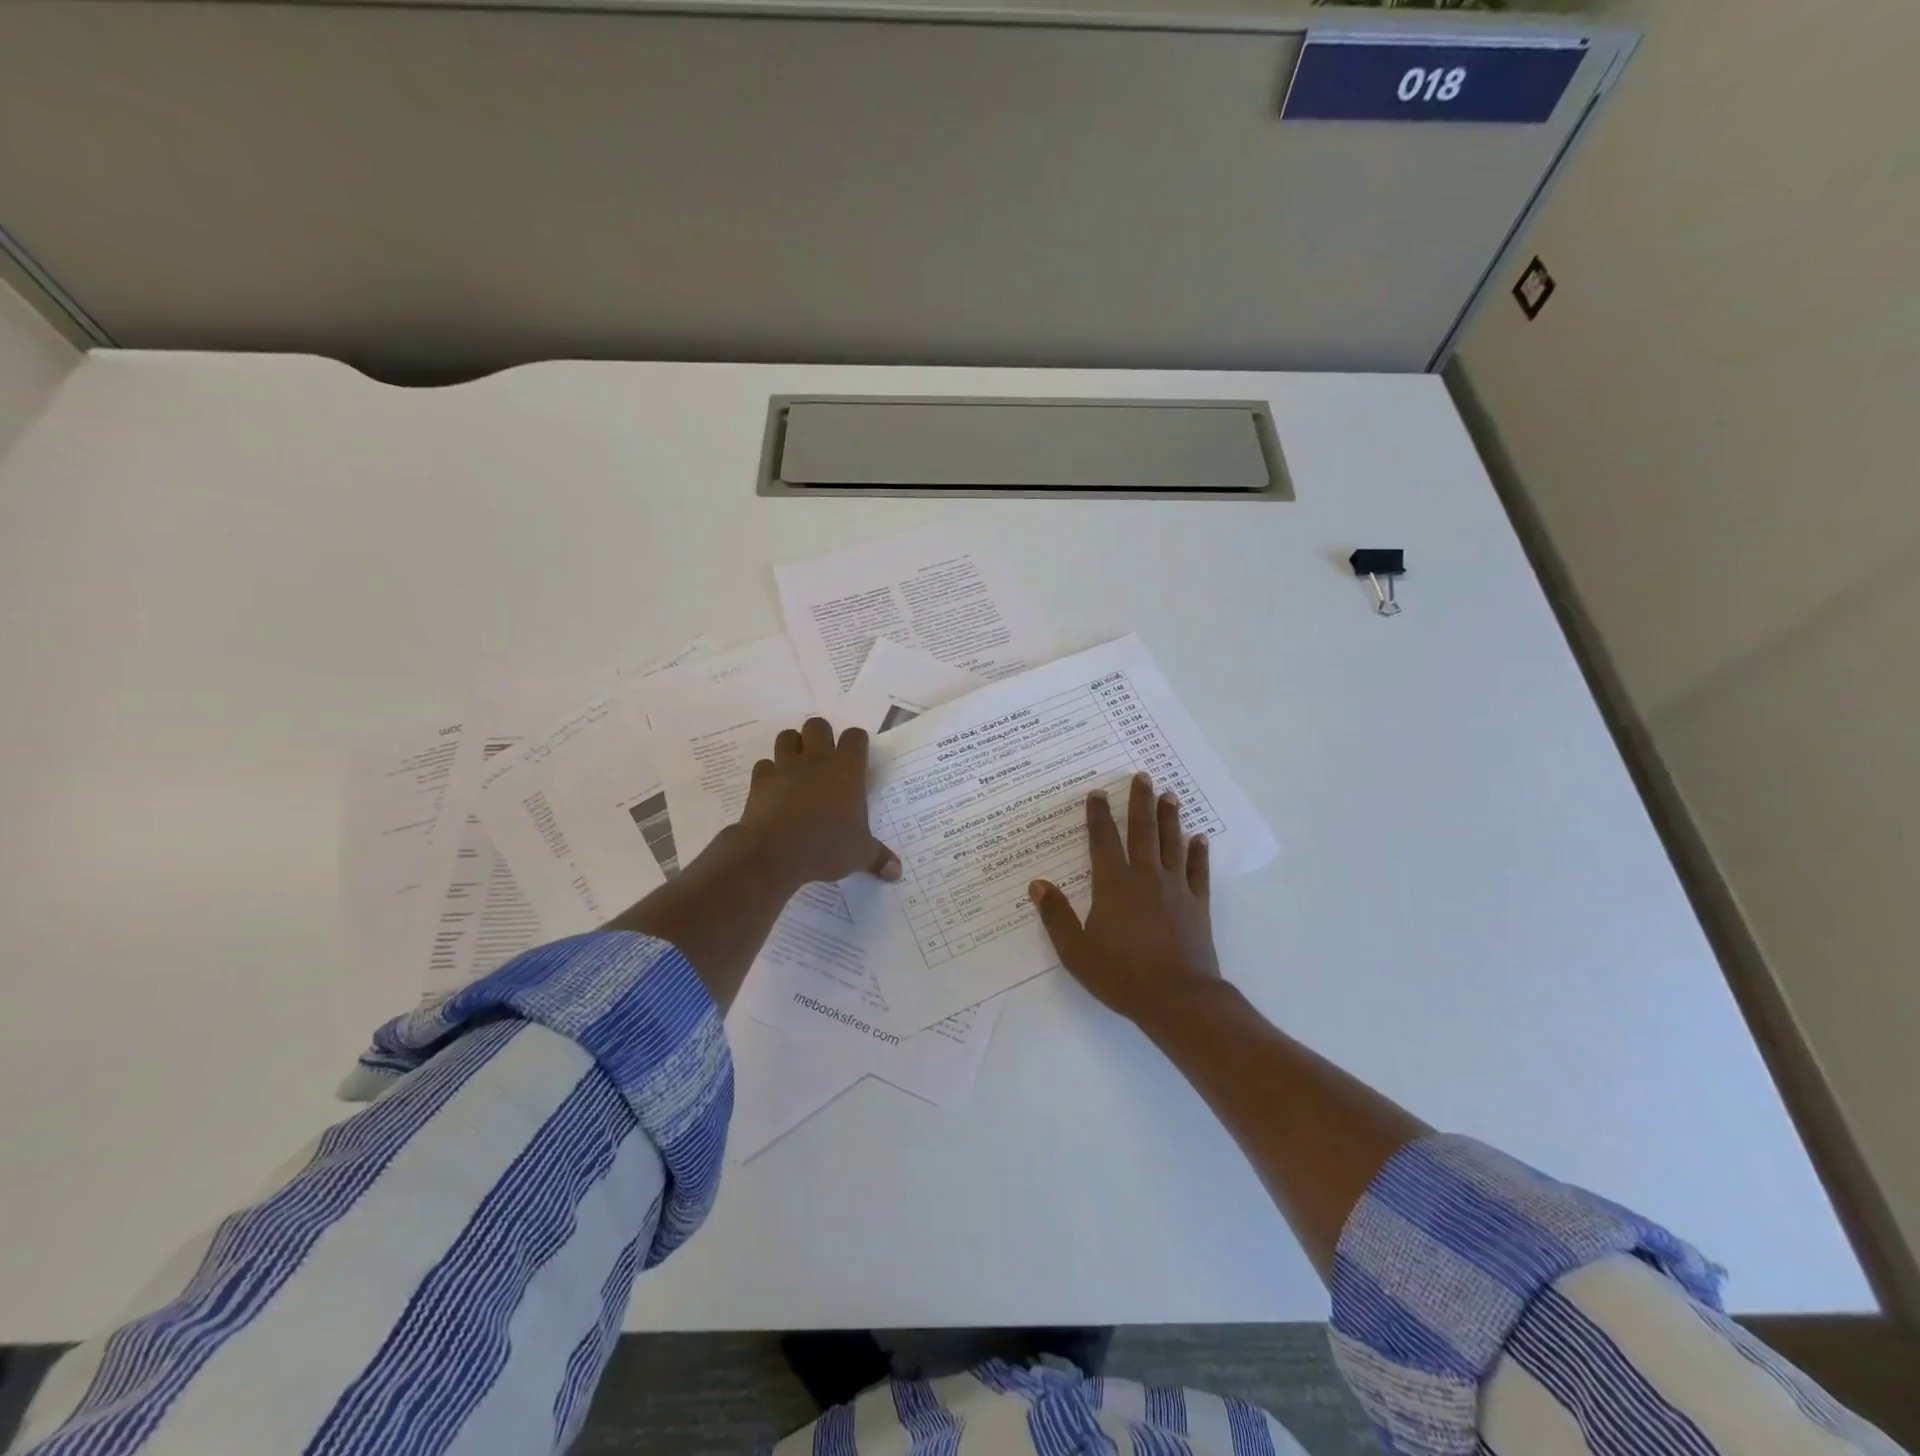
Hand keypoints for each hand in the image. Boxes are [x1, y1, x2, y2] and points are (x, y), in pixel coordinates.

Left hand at [735, 717, 900, 887]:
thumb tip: (897, 872)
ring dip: (793, 747)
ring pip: (787, 737)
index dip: (856, 743)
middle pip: (818, 725)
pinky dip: (769, 773)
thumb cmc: (826, 846)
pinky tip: (775, 789)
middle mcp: (816, 760)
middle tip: (825, 760)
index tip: (857, 759)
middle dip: (821, 737)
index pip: (855, 737)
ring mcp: (785, 767)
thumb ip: (878, 858)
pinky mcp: (760, 781)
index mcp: (846, 770)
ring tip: (798, 767)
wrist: (774, 852)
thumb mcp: (859, 854)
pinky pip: (764, 766)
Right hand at [1028, 772, 1218, 1026]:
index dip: (1098, 815)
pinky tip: (1199, 838)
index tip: (1097, 793)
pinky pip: (1198, 871)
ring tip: (1169, 795)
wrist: (1178, 999)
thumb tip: (1037, 884)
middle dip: (1140, 802)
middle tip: (1142, 776)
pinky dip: (1198, 853)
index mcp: (1114, 884)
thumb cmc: (1121, 975)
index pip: (1103, 840)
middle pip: (1142, 831)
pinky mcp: (1198, 905)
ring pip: (1172, 843)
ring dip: (1170, 818)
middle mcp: (1146, 877)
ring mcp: (1176, 889)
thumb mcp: (1076, 951)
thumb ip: (1056, 916)